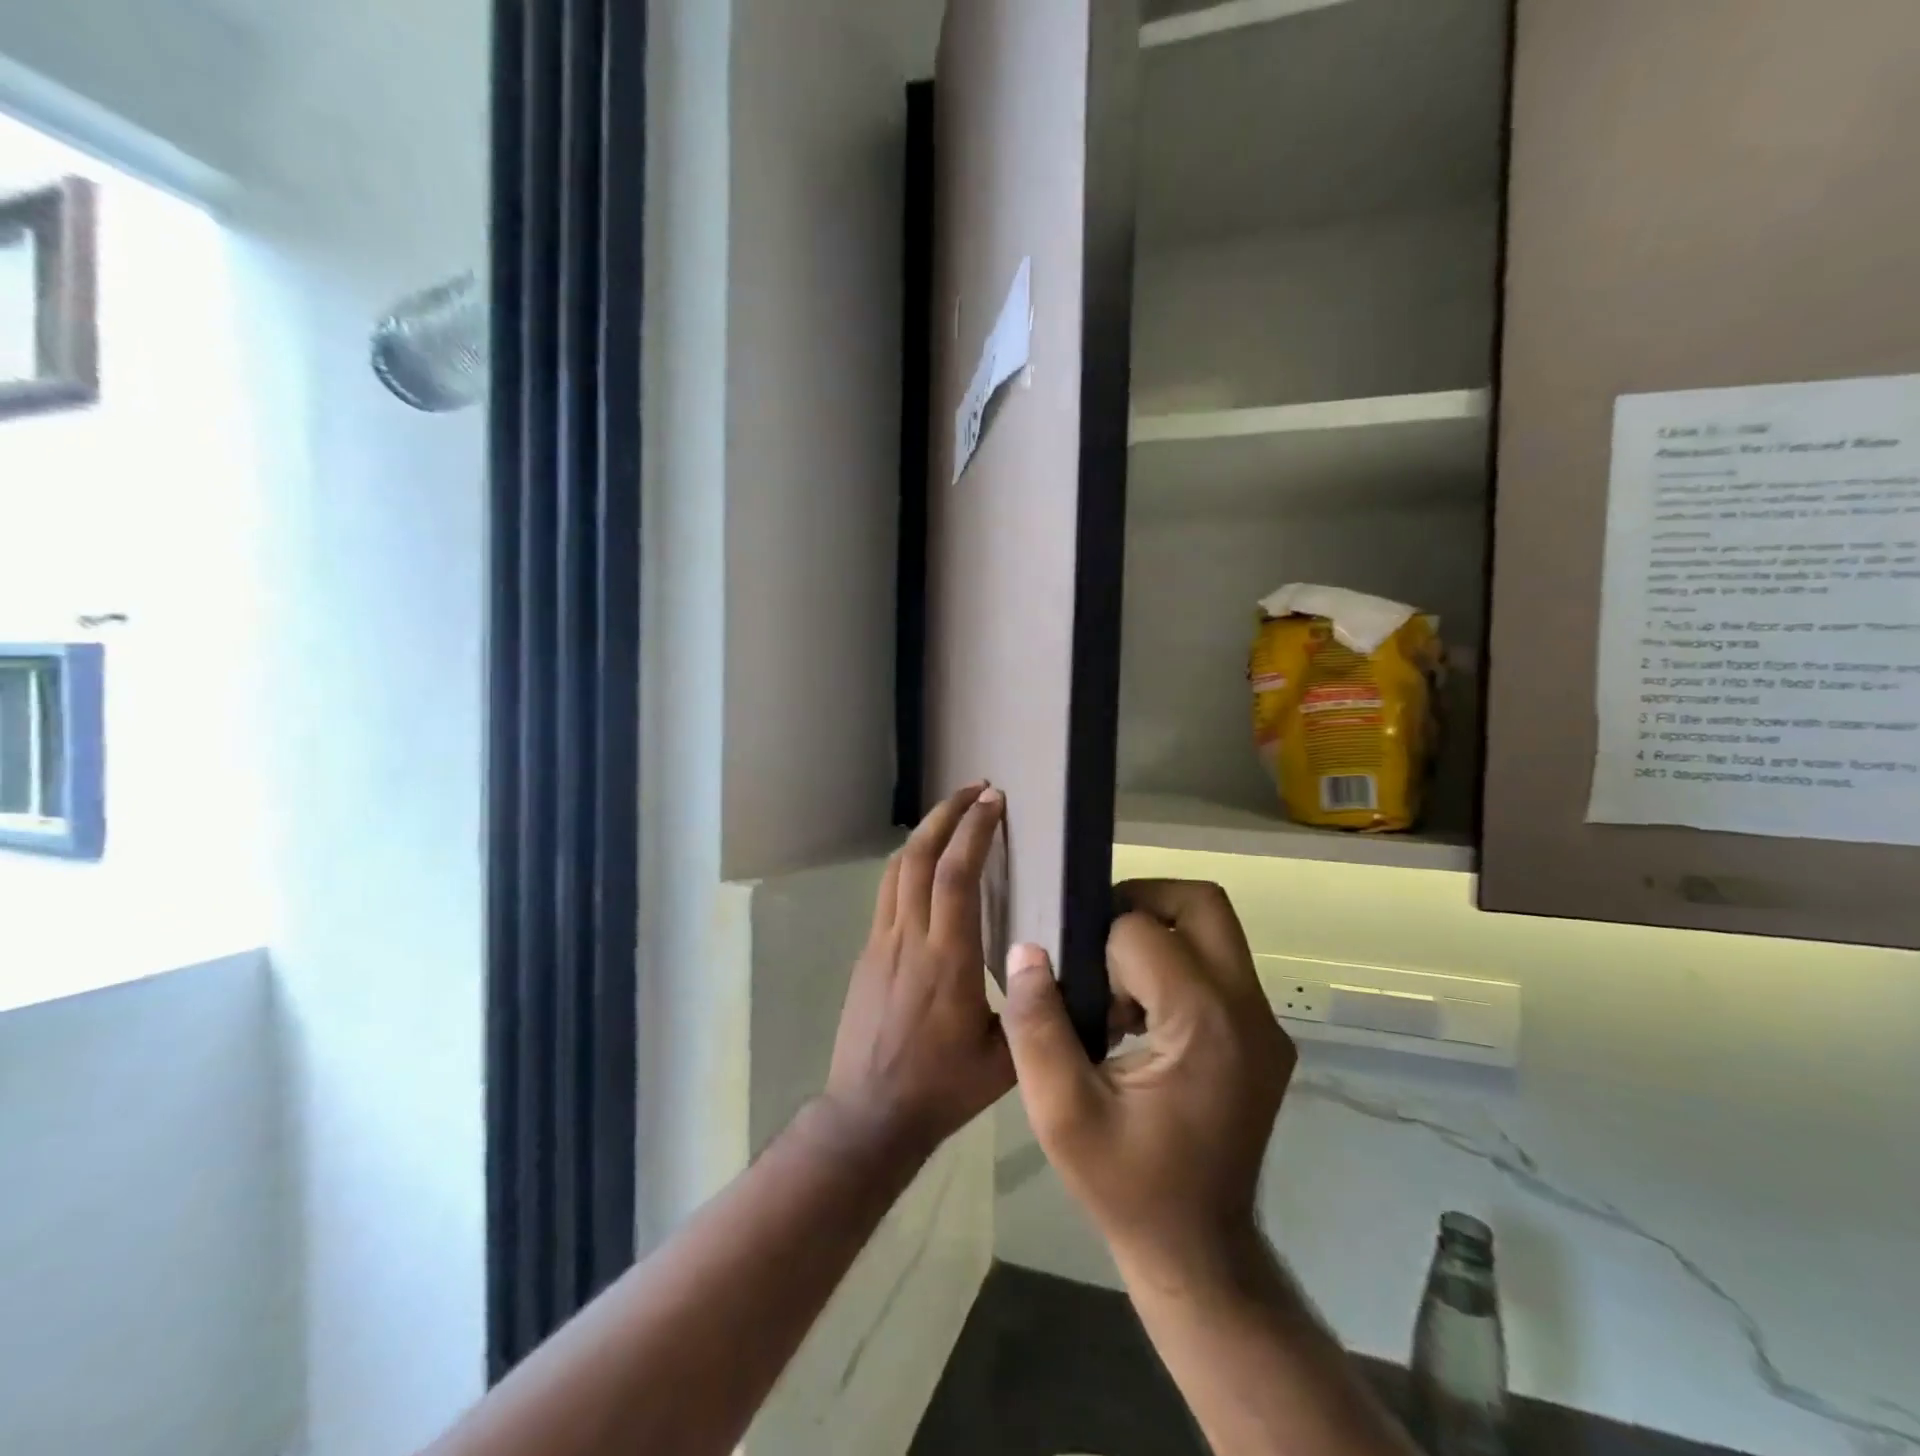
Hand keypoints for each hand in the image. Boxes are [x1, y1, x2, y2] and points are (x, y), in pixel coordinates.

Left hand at [823, 784, 1014, 1161]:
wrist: (869, 1115)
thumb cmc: (942, 1088)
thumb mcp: (1005, 1059)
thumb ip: (1033, 1011)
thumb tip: (1061, 971)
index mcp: (947, 960)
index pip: (956, 876)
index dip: (974, 832)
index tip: (993, 801)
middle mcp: (909, 939)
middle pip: (919, 856)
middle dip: (946, 814)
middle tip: (974, 790)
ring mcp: (881, 943)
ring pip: (896, 869)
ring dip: (924, 833)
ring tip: (950, 815)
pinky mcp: (866, 953)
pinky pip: (887, 893)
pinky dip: (909, 864)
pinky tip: (926, 868)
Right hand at [1001, 880, 1294, 1279]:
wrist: (1199, 1252)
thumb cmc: (1126, 1185)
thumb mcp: (1060, 1114)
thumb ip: (1036, 1026)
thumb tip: (1025, 951)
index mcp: (1202, 1023)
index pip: (1141, 930)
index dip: (1098, 951)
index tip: (1082, 997)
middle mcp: (1247, 1009)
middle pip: (1201, 902)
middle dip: (1140, 902)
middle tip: (1097, 943)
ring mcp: (1266, 1023)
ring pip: (1214, 928)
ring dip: (1158, 934)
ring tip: (1116, 987)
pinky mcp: (1267, 1037)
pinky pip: (1220, 965)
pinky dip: (1177, 964)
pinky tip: (1142, 1015)